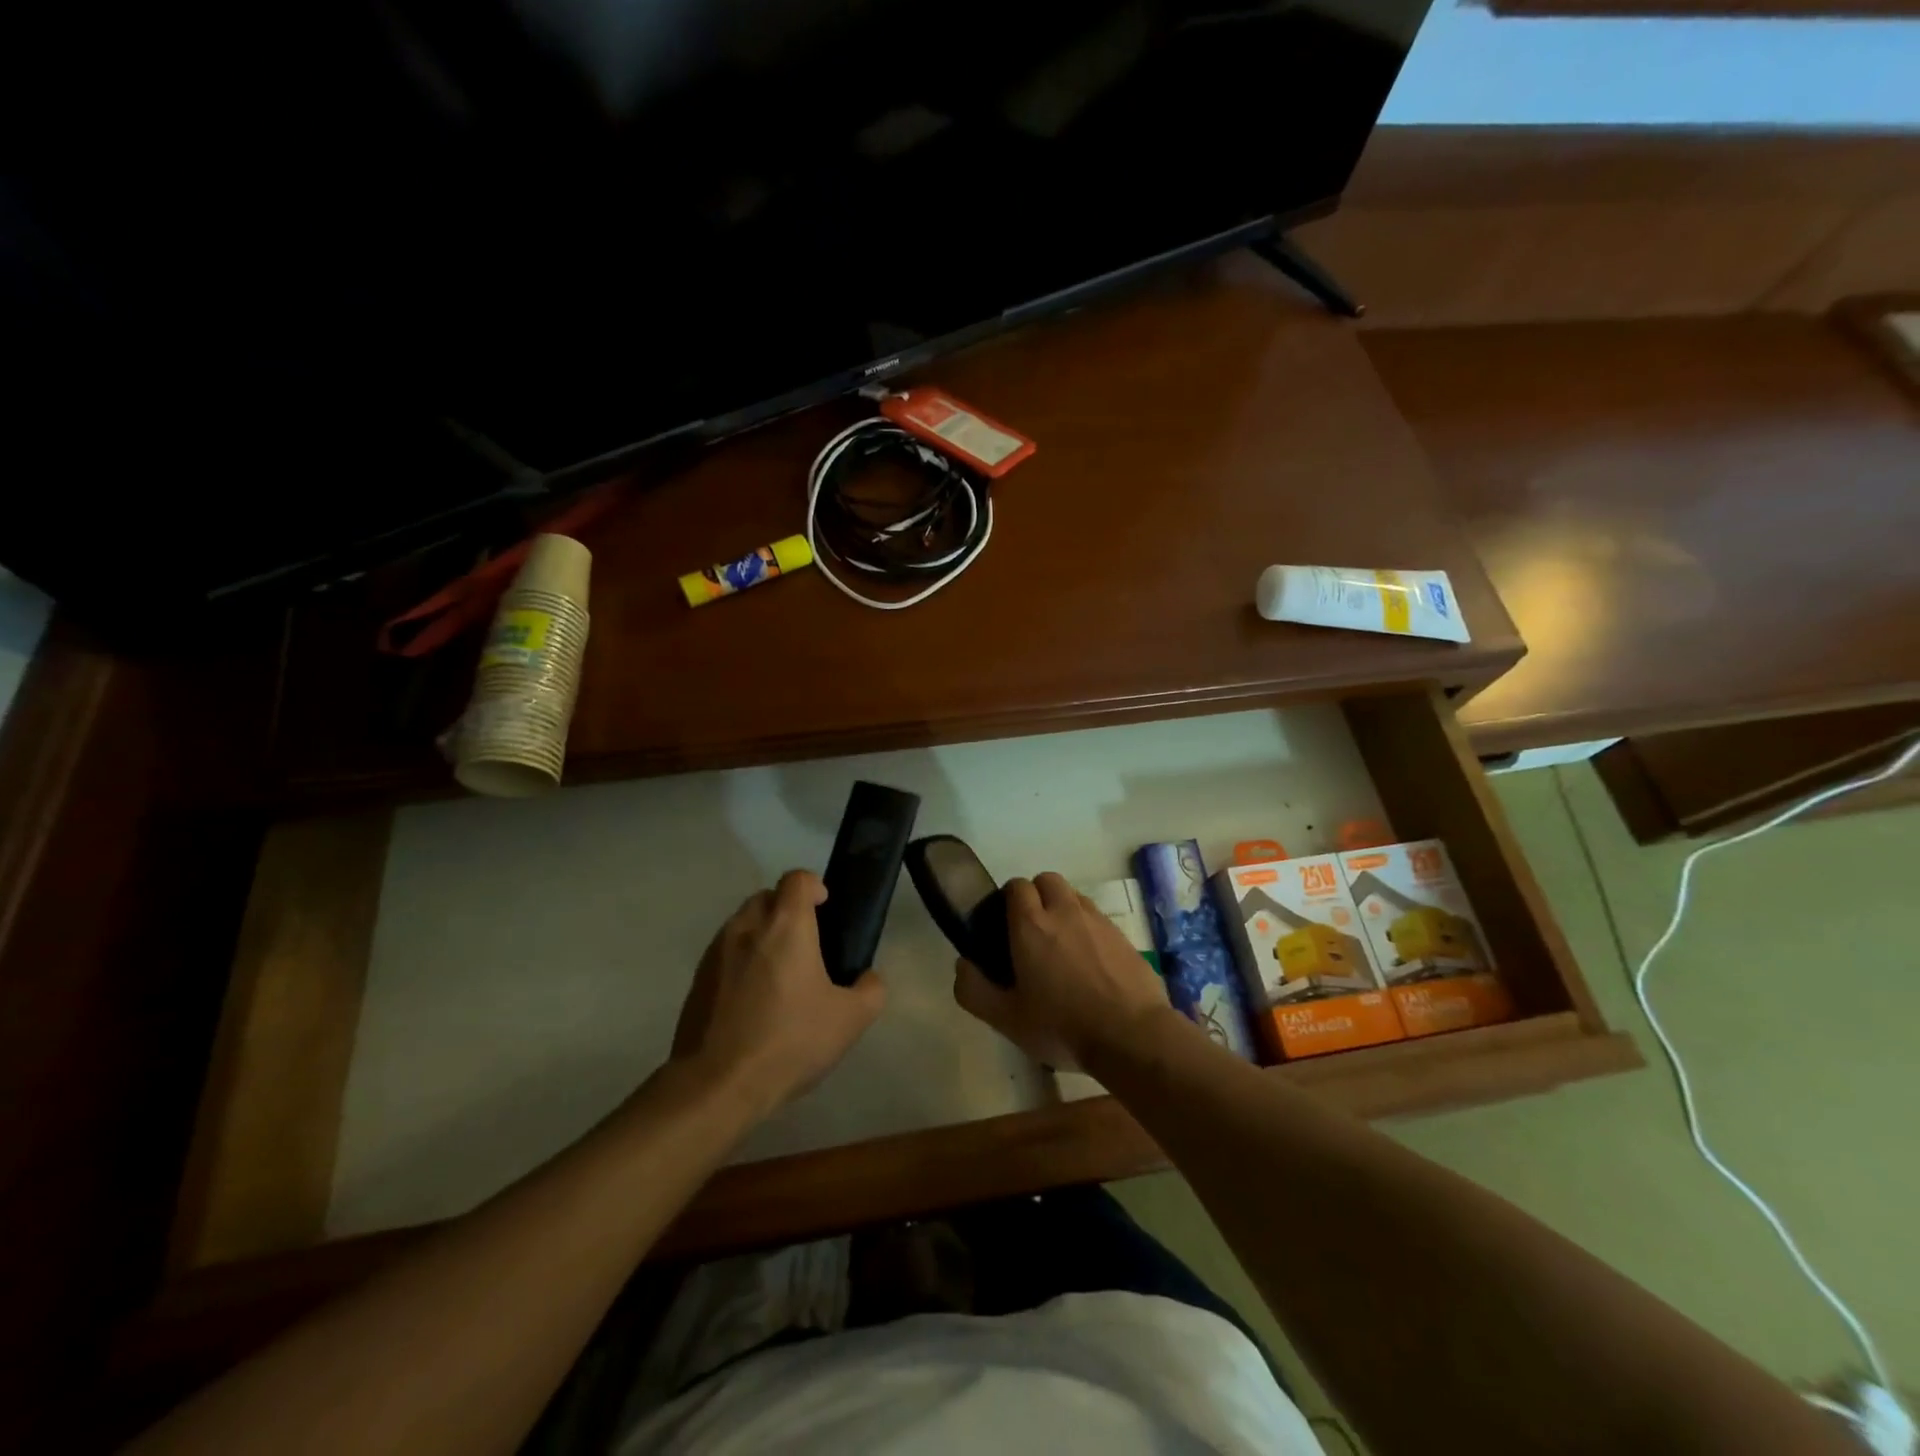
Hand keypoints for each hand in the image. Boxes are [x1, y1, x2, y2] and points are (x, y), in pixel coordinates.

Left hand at [672, 870, 885, 1116]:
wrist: (717, 1086)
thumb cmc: (789, 1041)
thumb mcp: (850, 1020)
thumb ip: (870, 990)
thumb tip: (868, 978)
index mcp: (785, 926)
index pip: (797, 878)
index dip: (814, 886)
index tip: (826, 909)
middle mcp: (746, 927)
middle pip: (767, 897)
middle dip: (787, 910)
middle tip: (807, 944)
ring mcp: (716, 952)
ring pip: (743, 924)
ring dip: (762, 935)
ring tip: (780, 974)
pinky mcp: (697, 980)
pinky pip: (725, 954)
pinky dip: (741, 962)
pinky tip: (753, 1000)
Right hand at [952, 872, 1173, 1071]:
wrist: (1132, 1036)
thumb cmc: (1062, 1026)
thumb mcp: (1007, 1019)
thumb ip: (975, 990)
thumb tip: (963, 964)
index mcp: (1031, 925)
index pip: (1016, 886)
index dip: (1008, 899)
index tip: (1005, 925)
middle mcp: (1064, 911)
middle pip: (1046, 880)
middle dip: (1037, 895)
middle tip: (1033, 931)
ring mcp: (1097, 920)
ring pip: (1074, 895)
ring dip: (1063, 908)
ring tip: (1062, 944)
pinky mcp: (1122, 935)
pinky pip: (1098, 917)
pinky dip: (1088, 927)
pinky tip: (1090, 961)